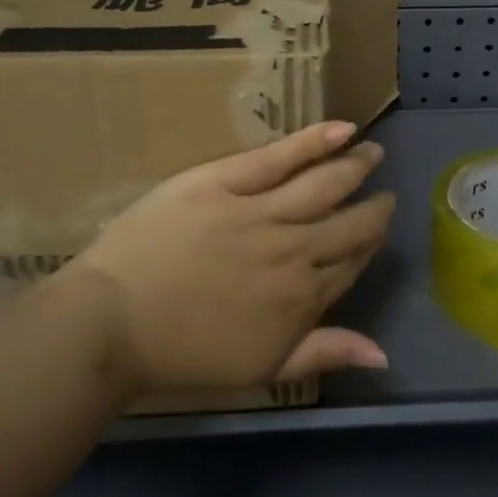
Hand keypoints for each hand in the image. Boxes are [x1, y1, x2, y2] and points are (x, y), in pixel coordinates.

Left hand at [60, 122, 395, 392]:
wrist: (112, 324)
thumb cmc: (183, 353)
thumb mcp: (261, 368)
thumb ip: (324, 353)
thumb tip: (383, 354)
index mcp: (302, 295)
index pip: (352, 261)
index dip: (369, 243)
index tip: (378, 227)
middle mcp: (293, 250)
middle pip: (348, 222)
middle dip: (374, 206)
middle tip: (385, 192)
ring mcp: (260, 212)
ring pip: (324, 183)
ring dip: (355, 165)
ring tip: (371, 151)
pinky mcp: (227, 181)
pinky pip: (280, 157)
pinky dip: (315, 140)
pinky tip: (342, 128)